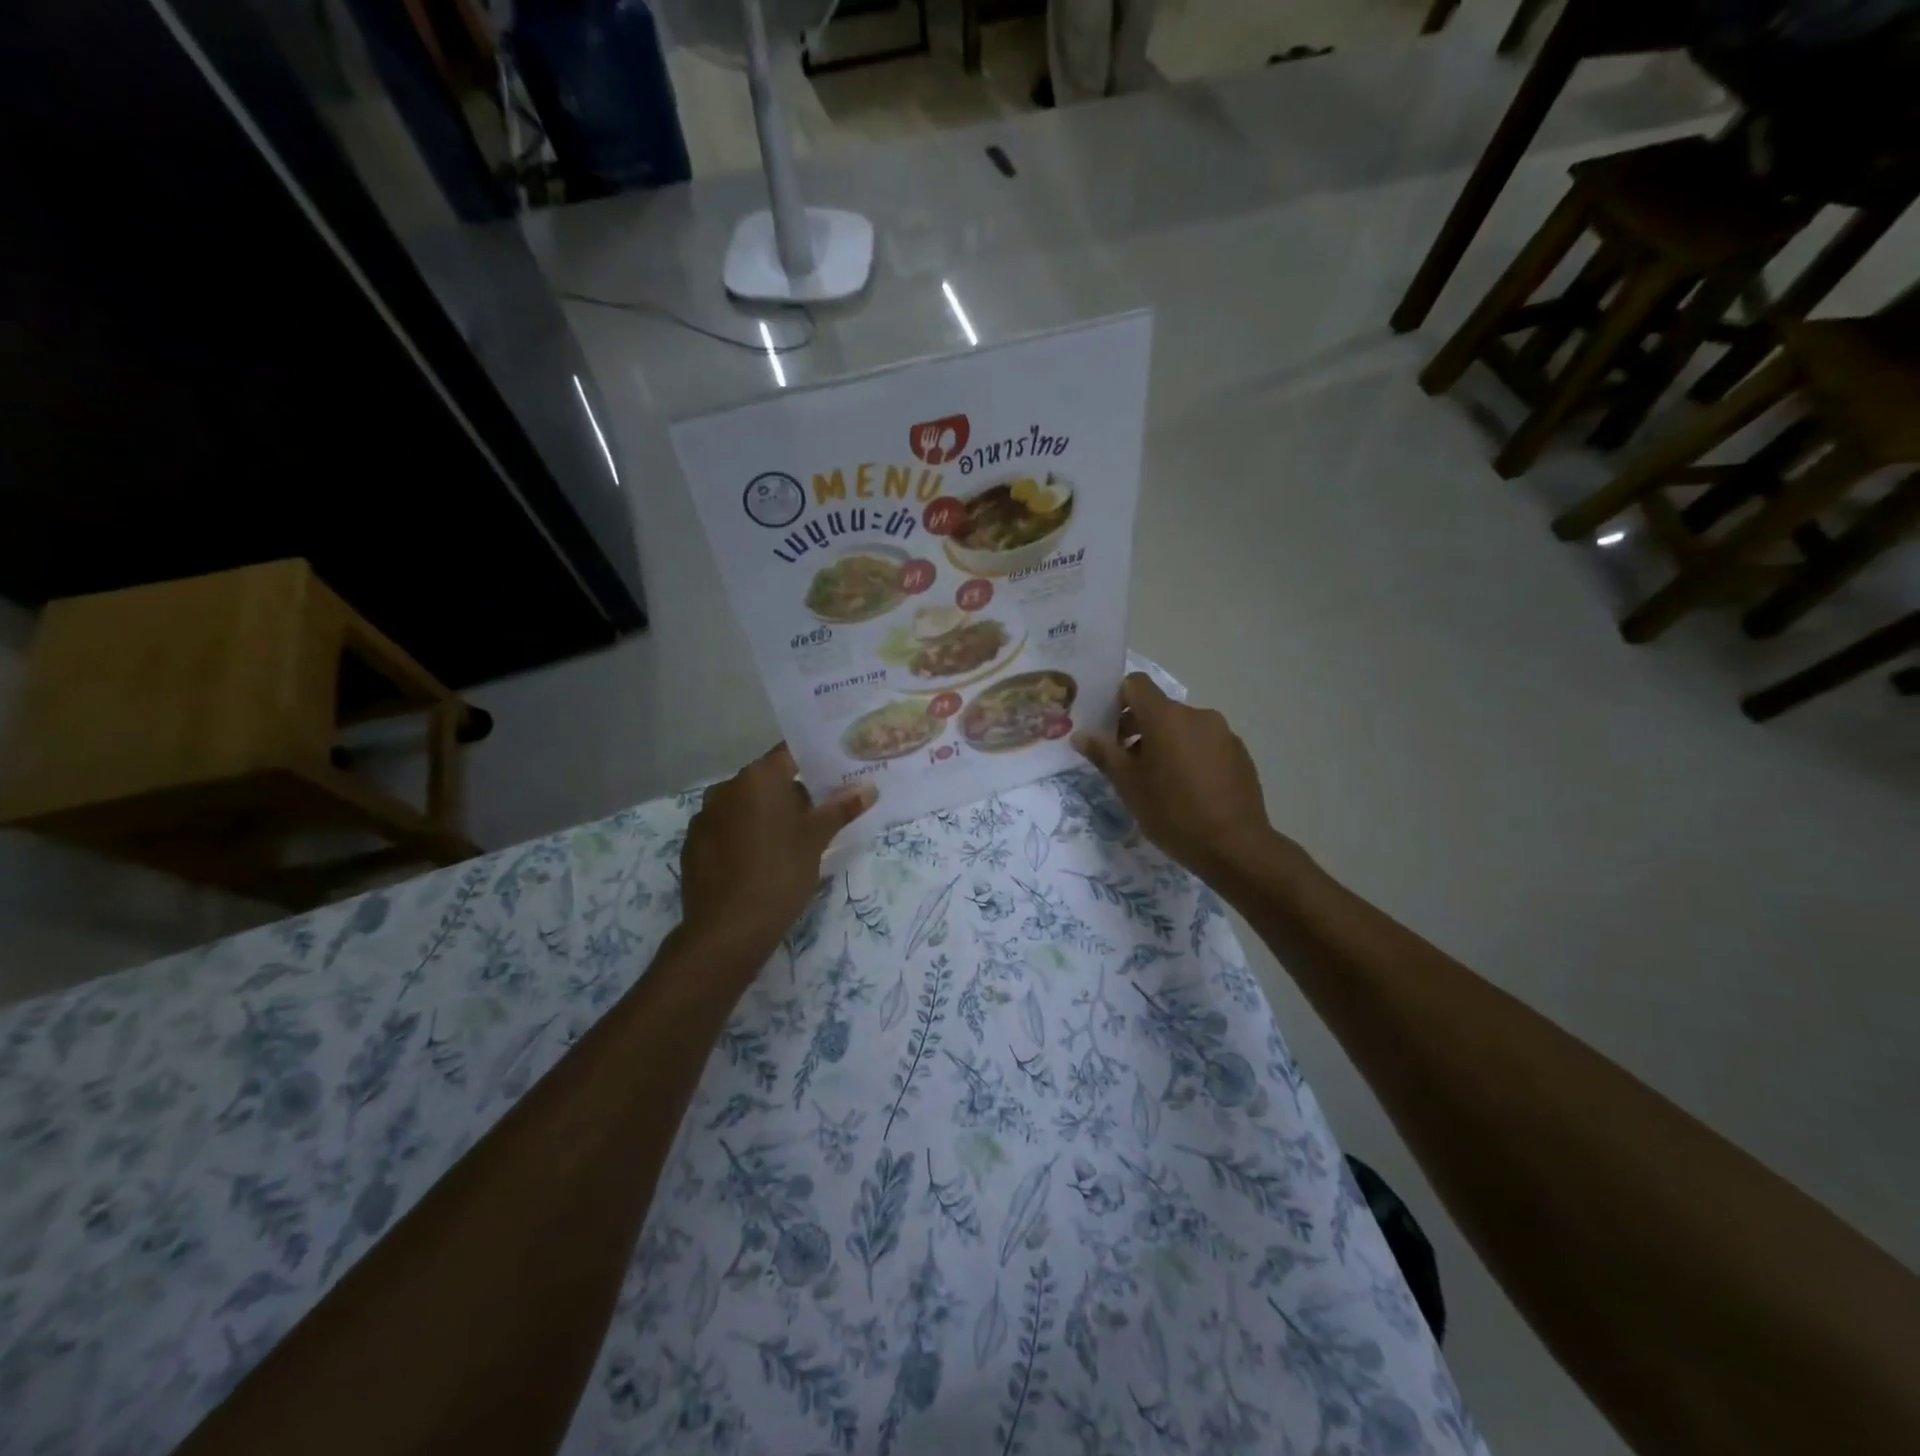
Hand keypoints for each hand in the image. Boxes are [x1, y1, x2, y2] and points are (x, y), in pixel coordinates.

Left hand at [678, 745, 876, 967]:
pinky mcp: (693, 844)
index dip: (814, 762)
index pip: (789, 755)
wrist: (728, 929)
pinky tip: (759, 862)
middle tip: (821, 815)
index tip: (834, 775)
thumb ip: (841, 809)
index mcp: (757, 778)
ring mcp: (704, 816)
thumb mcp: (816, 840)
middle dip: (793, 794)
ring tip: (792, 842)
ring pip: (745, 806)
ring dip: (767, 816)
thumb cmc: (780, 873)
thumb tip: (868, 789)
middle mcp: (726, 788)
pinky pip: (726, 829)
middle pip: (767, 781)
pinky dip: (744, 836)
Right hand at [1073, 674, 1284, 885]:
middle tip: (1128, 764)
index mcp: (1165, 717)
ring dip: (1166, 743)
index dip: (1118, 700)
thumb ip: (1103, 754)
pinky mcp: (1240, 753)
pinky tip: (1189, 790)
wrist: (1234, 846)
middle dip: (1139, 728)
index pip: (1136, 684)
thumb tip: (1081, 735)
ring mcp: (1223, 733)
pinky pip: (1206, 743)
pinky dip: (1191, 756)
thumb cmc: (1171, 811)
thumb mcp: (1128, 785)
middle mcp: (1196, 715)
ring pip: (1183, 727)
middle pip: (1159, 708)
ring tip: (1160, 781)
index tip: (1110, 730)